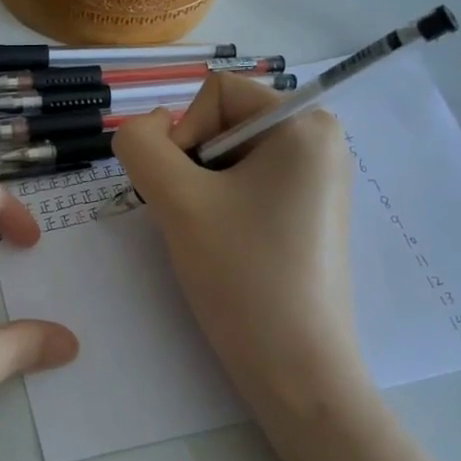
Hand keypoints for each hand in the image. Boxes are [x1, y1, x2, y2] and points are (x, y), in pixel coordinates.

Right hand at [113, 73, 365, 434]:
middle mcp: (320, 140)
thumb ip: (140, 145)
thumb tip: (145, 127)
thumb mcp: (176, 200)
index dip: (183, 135)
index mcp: (304, 123)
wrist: (294, 367)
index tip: (187, 193)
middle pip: (223, 122)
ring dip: (202, 189)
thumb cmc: (241, 275)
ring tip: (211, 237)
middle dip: (193, 166)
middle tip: (196, 219)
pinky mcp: (308, 211)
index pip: (215, 92)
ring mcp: (317, 178)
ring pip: (228, 156)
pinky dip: (222, 206)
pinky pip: (248, 184)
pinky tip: (228, 246)